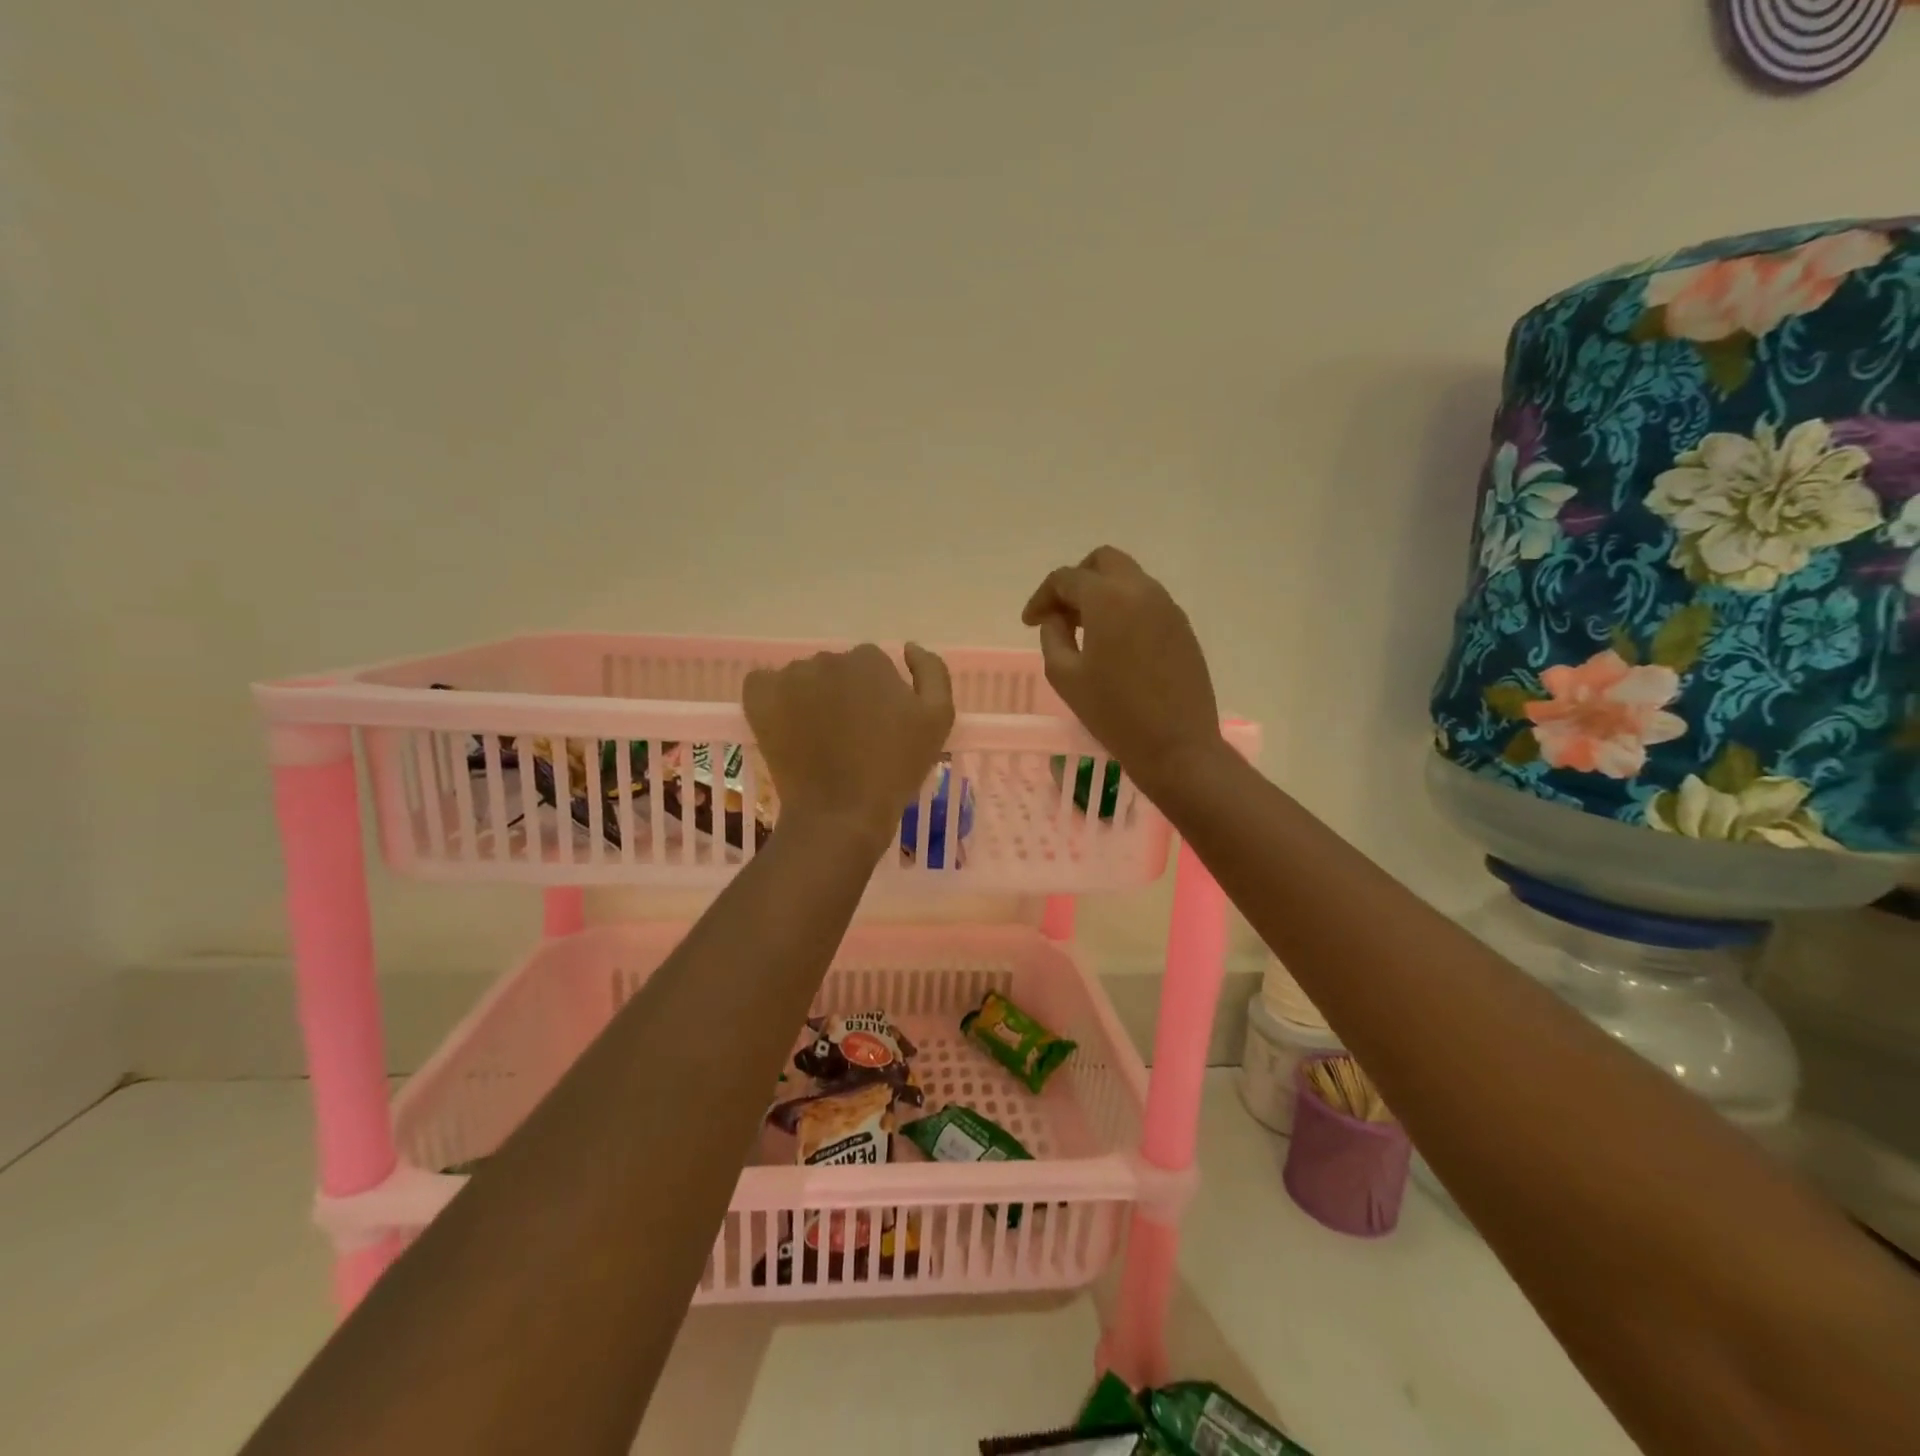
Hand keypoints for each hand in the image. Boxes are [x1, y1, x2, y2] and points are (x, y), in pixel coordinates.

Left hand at [744, 644, 954, 849]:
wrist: (842, 813)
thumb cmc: (895, 769)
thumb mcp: (938, 719)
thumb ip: (932, 672)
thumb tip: (908, 648)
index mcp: (870, 660)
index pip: (873, 666)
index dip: (876, 696)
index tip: (877, 726)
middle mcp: (828, 659)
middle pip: (837, 670)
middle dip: (843, 695)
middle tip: (848, 737)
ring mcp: (790, 677)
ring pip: (803, 678)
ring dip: (809, 698)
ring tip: (816, 739)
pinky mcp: (759, 697)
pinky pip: (764, 685)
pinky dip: (772, 700)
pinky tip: (785, 727)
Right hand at [1022, 546, 1223, 793]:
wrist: (1176, 745)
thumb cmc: (1113, 713)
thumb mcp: (1065, 676)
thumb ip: (1053, 636)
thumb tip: (1057, 618)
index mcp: (1108, 598)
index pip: (1066, 578)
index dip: (1042, 597)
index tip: (1030, 623)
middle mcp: (1142, 590)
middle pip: (1103, 561)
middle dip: (1076, 580)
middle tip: (1061, 613)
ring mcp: (1168, 607)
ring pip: (1128, 579)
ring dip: (1102, 594)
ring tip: (1085, 631)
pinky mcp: (1183, 628)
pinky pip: (1147, 602)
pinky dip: (1124, 609)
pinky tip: (1114, 644)